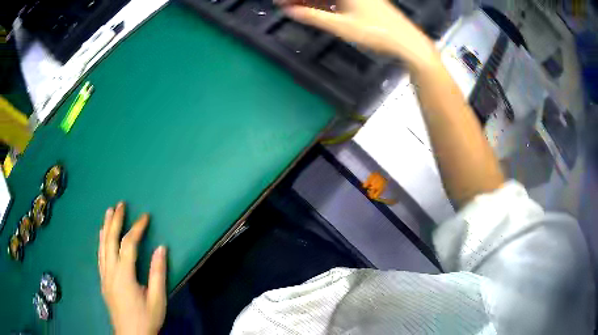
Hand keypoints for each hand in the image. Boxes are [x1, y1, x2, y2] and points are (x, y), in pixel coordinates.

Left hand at [98, 202, 166, 334]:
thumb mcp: (157, 299)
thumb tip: (161, 248)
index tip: (145, 216)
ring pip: (102, 246)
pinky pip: (100, 255)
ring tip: (109, 212)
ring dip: (105, 227)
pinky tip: (102, 235)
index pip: (128, 244)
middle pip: (110, 240)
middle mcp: (110, 270)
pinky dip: (101, 242)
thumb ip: (158, 273)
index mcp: (124, 274)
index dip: (136, 228)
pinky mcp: (103, 280)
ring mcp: (104, 275)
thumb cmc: (146, 318)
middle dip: (115, 220)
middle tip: (120, 204)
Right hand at [276, 0, 437, 68]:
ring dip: (312, 1)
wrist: (407, 42)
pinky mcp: (364, 4)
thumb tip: (290, 11)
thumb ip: (314, 17)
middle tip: (285, 5)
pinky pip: (338, 1)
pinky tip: (316, 9)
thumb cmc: (377, 33)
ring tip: (295, 8)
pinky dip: (325, 4)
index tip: (280, 2)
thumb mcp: (341, 26)